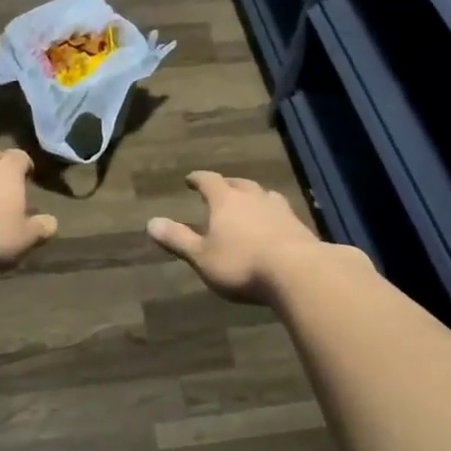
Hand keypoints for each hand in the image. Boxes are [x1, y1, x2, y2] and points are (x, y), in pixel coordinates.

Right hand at [146, 171, 336, 303]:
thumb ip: (178, 239)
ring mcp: (280, 210)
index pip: (209, 181)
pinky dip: (273, 215)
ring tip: (251, 202)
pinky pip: (282, 213)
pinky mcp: (300, 226)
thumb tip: (151, 222)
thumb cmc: (242, 263)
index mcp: (226, 200)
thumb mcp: (202, 256)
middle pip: (239, 184)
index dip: (198, 179)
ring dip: (254, 196)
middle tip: (222, 187)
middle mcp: (253, 197)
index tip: (191, 178)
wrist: (298, 272)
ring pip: (264, 195)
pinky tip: (275, 225)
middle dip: (228, 184)